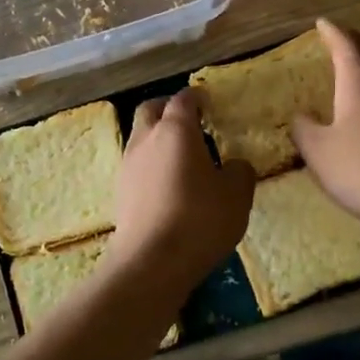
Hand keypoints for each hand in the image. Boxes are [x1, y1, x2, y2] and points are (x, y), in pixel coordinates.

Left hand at [109, 89, 255, 293]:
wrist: (151, 262)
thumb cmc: (200, 219)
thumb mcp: (237, 195)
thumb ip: (240, 171)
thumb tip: (234, 165)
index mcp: (176, 130)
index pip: (184, 99)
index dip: (197, 97)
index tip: (209, 103)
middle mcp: (146, 139)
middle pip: (150, 109)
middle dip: (168, 109)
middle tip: (190, 122)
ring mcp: (128, 165)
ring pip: (140, 137)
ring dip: (158, 138)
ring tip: (182, 158)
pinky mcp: (120, 191)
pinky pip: (137, 165)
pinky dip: (152, 165)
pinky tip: (169, 186)